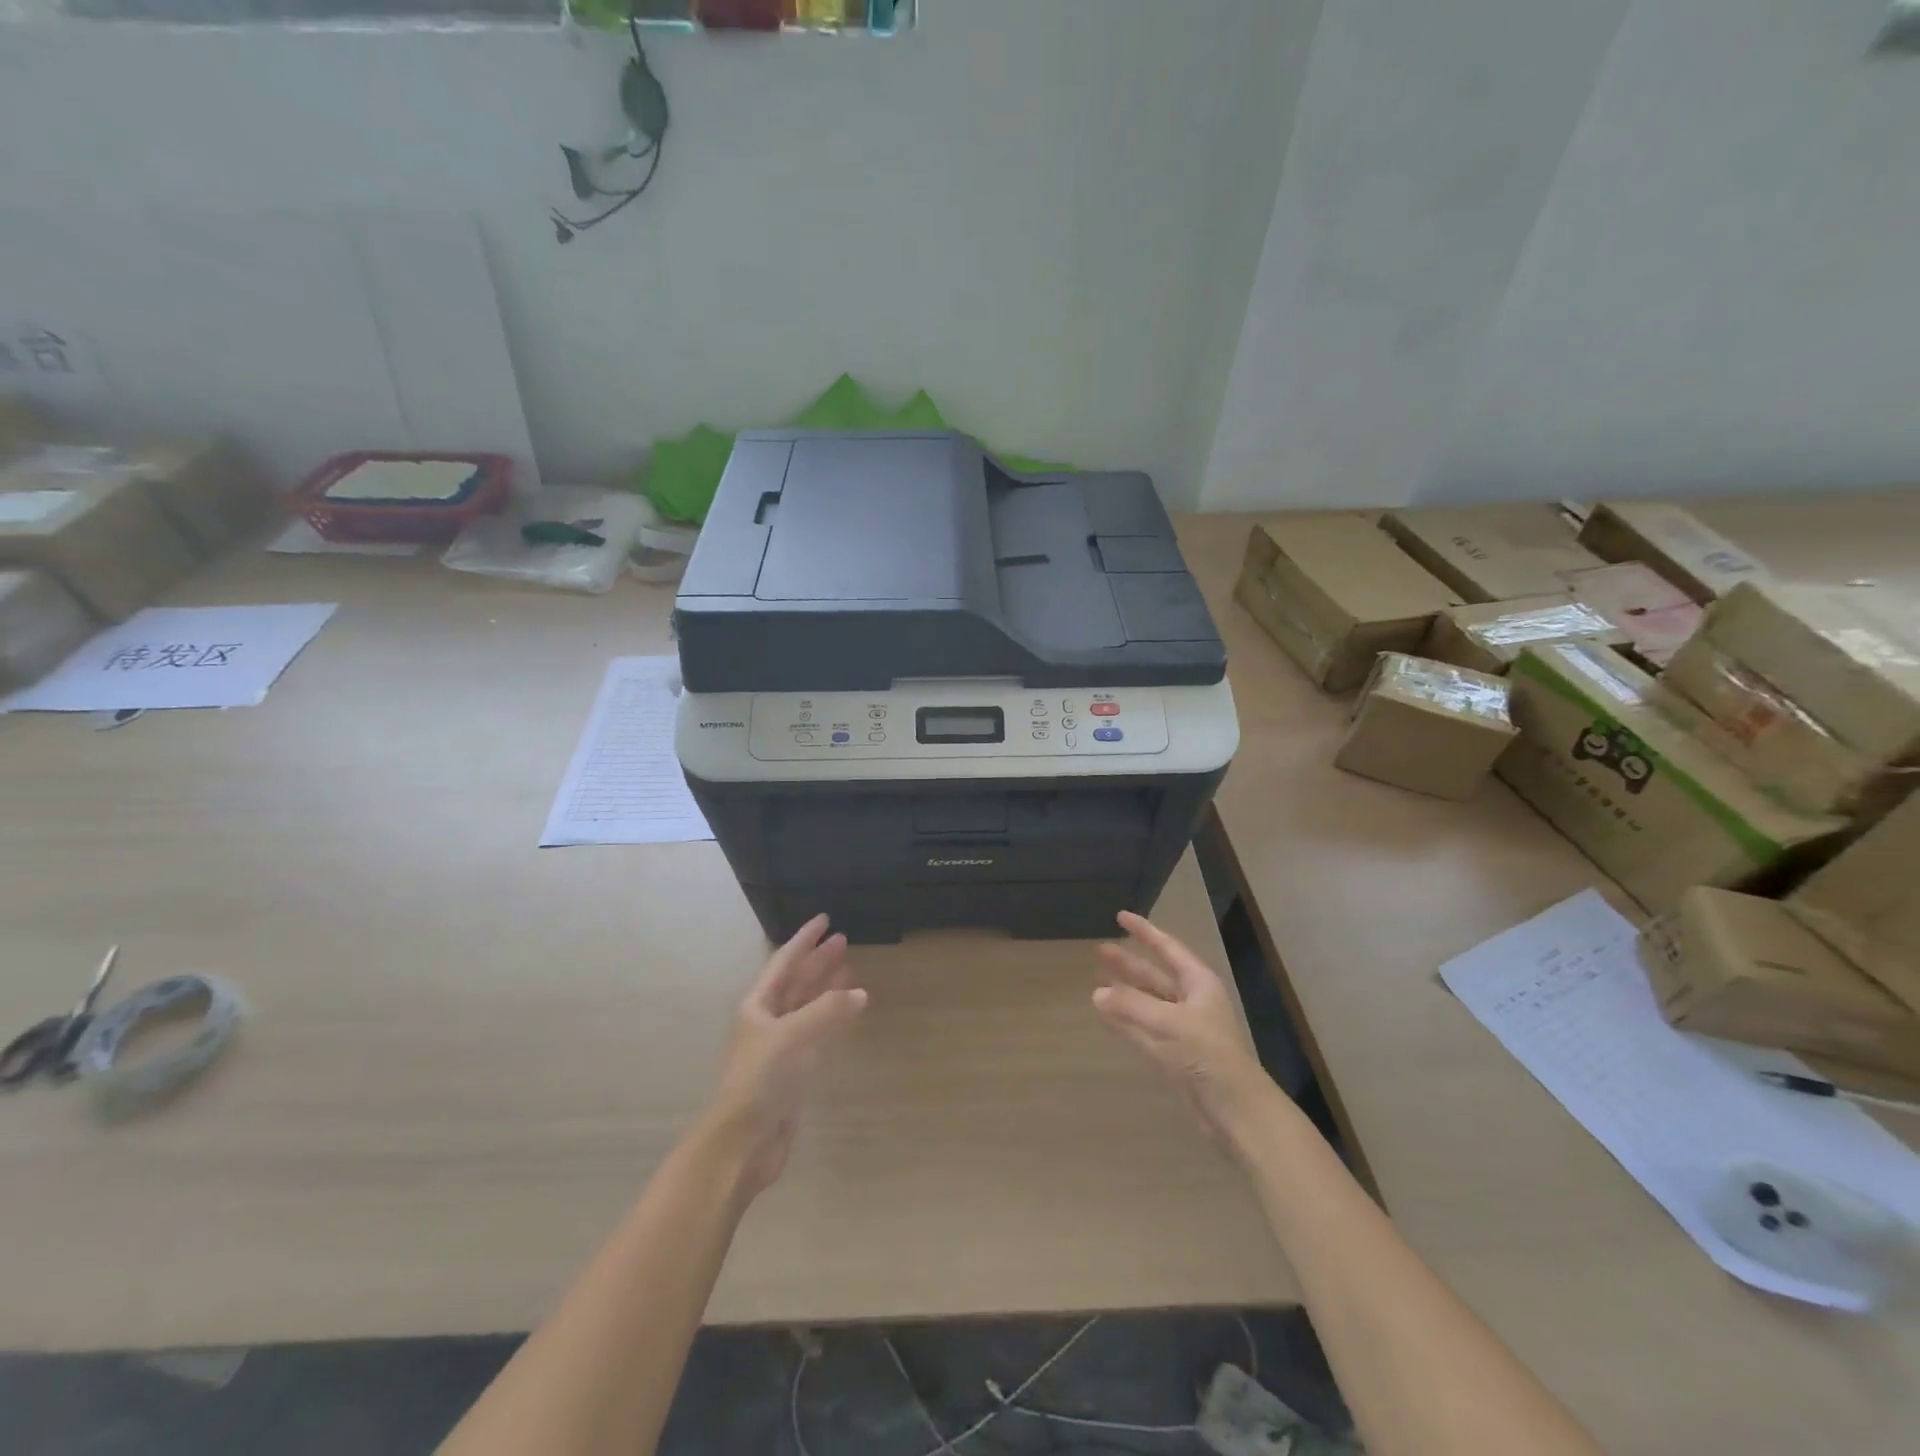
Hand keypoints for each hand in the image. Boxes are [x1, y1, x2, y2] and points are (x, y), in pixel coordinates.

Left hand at [706, 915, 867, 1199]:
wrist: (743, 1143)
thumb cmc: (761, 1079)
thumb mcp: (793, 1035)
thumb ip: (828, 1010)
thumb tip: (860, 992)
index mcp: (757, 1006)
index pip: (784, 962)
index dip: (804, 940)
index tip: (824, 920)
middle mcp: (766, 1022)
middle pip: (796, 982)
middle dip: (818, 962)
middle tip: (844, 940)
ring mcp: (780, 1048)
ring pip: (808, 1007)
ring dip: (827, 988)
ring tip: (851, 970)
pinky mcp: (794, 1072)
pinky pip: (818, 1033)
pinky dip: (834, 1018)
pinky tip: (850, 1010)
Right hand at [1093, 911, 1271, 1141]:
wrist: (1237, 1110)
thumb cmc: (1208, 1055)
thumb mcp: (1168, 1023)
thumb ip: (1131, 1005)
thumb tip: (1097, 992)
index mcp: (1199, 984)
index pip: (1167, 949)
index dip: (1144, 932)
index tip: (1120, 917)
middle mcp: (1191, 1001)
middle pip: (1155, 975)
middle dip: (1129, 963)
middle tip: (1100, 950)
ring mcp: (1183, 1029)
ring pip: (1147, 1002)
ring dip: (1124, 992)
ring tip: (1096, 981)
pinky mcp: (1175, 1055)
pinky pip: (1144, 1029)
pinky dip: (1126, 1020)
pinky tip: (1106, 1015)